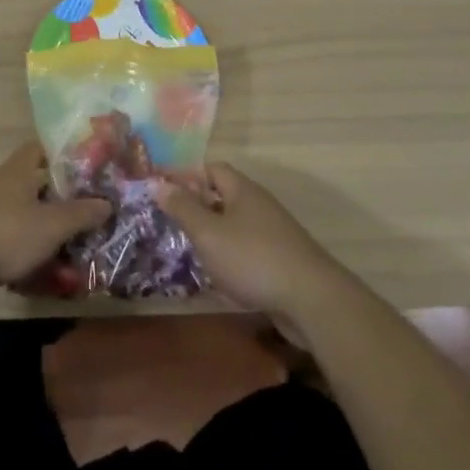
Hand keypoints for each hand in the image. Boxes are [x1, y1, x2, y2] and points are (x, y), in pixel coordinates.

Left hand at [0, 144, 110, 293]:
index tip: (87, 168)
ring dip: (44, 226)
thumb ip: (81, 214)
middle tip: (86, 213)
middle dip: (60, 198)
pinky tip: (40, 267)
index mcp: (20, 169)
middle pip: (36, 182)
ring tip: (69, 246)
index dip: (65, 154)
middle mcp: (2, 182)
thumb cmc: (5, 233)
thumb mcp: (51, 226)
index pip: (43, 147)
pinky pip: (10, 234)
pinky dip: (26, 246)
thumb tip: (107, 203)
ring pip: (25, 211)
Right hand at [153, 164, 346, 322]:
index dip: (188, 177)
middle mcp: (259, 205)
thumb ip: (182, 208)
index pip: (212, 169)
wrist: (312, 300)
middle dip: (198, 210)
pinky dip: (232, 260)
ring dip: (214, 238)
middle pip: (223, 197)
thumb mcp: (208, 233)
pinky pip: (248, 251)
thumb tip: (157, 182)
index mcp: (242, 190)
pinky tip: (221, 280)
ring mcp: (273, 233)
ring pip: (235, 226)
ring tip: (191, 255)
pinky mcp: (281, 260)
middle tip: (172, 227)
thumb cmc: (253, 258)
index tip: (165, 194)